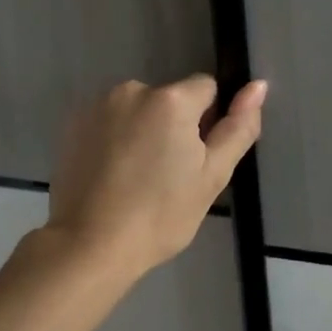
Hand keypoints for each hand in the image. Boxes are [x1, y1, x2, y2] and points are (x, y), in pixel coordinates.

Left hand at [46, 74, 266, 281]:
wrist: (91, 245)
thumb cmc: (161, 214)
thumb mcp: (212, 176)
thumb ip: (238, 127)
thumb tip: (257, 85)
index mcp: (171, 99)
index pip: (206, 88)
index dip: (208, 122)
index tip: (195, 158)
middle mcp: (132, 89)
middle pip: (170, 99)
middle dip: (174, 126)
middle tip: (168, 175)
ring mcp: (98, 105)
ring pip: (139, 111)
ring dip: (144, 131)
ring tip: (138, 178)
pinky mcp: (73, 124)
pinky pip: (110, 122)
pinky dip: (116, 139)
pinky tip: (113, 176)